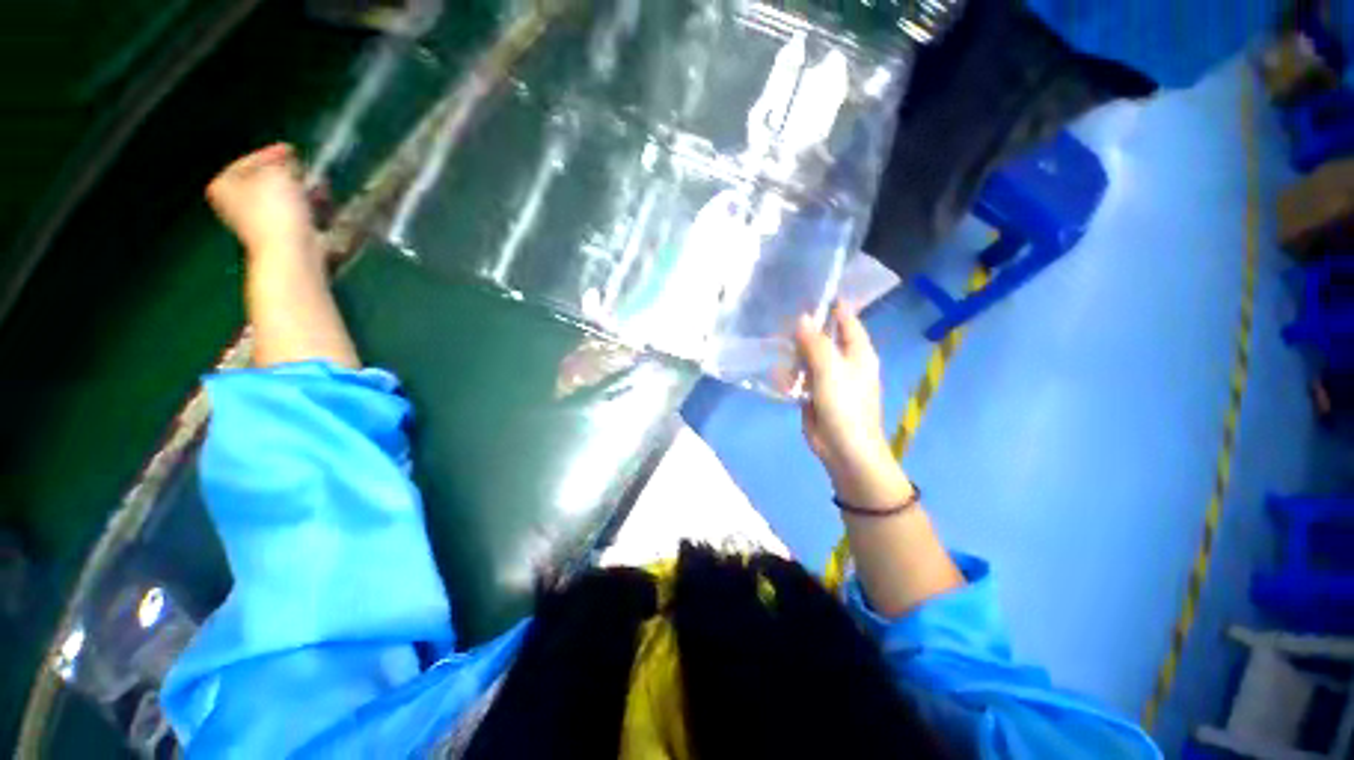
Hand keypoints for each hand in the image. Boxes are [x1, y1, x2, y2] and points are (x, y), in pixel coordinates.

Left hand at [206, 144, 321, 268]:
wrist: (290, 252)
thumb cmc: (276, 210)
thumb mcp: (278, 172)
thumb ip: (281, 161)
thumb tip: (287, 160)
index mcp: (224, 184)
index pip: (250, 160)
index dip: (272, 154)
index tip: (292, 150)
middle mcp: (234, 203)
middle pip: (264, 180)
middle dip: (287, 174)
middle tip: (305, 169)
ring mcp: (256, 223)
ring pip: (280, 198)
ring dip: (300, 191)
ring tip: (319, 187)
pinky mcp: (279, 237)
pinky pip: (293, 215)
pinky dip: (306, 209)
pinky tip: (319, 206)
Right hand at [794, 303, 912, 510]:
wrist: (844, 450)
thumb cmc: (845, 406)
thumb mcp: (830, 370)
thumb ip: (815, 343)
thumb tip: (801, 318)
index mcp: (858, 352)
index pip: (846, 319)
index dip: (831, 305)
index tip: (808, 292)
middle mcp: (844, 361)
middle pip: (822, 337)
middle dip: (803, 332)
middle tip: (780, 325)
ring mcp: (827, 378)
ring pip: (806, 356)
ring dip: (793, 356)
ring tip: (778, 354)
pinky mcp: (813, 393)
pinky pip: (799, 376)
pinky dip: (790, 375)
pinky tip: (780, 378)